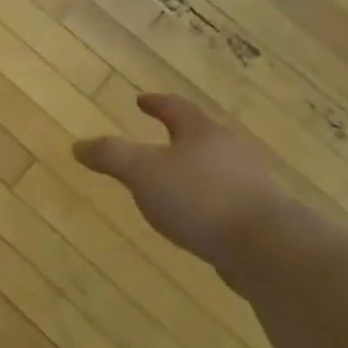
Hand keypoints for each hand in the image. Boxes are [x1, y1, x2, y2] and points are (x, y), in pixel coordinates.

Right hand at [74, 94, 289, 276]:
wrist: (269, 248)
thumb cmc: (200, 197)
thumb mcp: (143, 173)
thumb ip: (110, 156)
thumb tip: (78, 145)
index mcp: (202, 133)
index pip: (176, 108)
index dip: (156, 103)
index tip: (141, 100)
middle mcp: (231, 152)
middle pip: (201, 138)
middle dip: (178, 139)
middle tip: (156, 142)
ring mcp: (250, 185)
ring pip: (215, 171)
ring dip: (192, 174)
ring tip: (169, 187)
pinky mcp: (260, 219)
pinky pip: (224, 202)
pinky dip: (205, 204)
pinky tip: (193, 221)